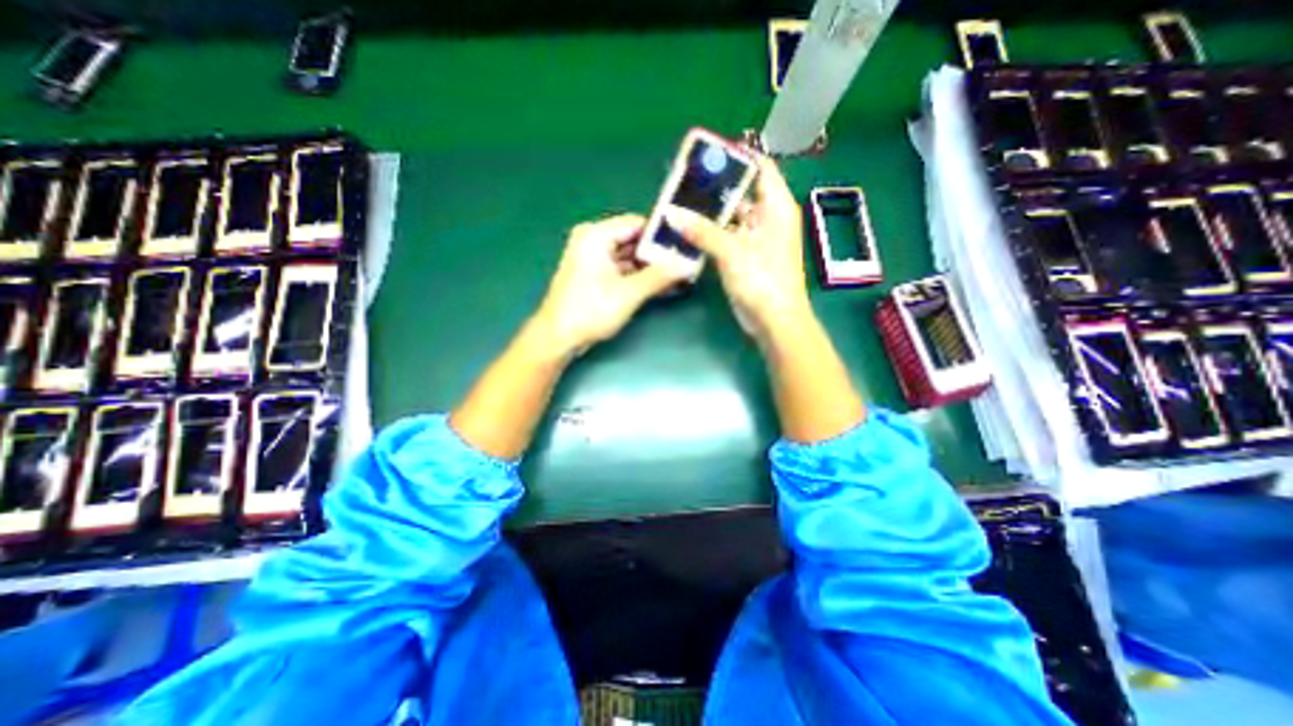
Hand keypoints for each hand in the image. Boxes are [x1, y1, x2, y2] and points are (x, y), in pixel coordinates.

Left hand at [531, 211, 686, 356]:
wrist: (559, 338)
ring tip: (680, 275)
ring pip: (629, 257)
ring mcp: (593, 260)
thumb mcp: (629, 293)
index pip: (637, 223)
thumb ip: (659, 277)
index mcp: (596, 236)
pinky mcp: (595, 276)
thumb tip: (688, 265)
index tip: (685, 245)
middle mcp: (593, 241)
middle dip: (659, 254)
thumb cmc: (590, 311)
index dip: (662, 234)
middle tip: (686, 263)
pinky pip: (622, 270)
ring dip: (652, 268)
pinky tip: (662, 286)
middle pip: (634, 240)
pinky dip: (640, 277)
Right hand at [665, 154, 804, 340]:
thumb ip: (702, 231)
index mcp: (776, 206)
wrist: (774, 321)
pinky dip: (709, 233)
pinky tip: (688, 229)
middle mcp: (767, 218)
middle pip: (741, 191)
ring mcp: (755, 239)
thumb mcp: (732, 251)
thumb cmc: (763, 280)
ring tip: (680, 202)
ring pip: (731, 216)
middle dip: (715, 186)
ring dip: (709, 212)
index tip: (709, 152)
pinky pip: (725, 237)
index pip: (760, 168)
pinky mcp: (744, 256)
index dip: (738, 156)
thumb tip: (671, 213)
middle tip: (684, 179)